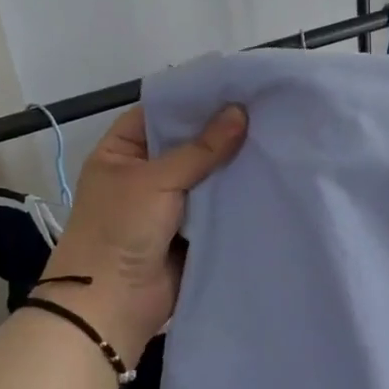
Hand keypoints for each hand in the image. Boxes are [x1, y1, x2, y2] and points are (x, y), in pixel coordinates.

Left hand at [38, 103, 246, 364]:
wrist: (112, 304)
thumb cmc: (120, 229)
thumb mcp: (156, 180)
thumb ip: (202, 148)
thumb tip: (241, 112)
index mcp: (122, 152)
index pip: (161, 113)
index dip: (195, 99)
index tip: (237, 85)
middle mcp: (146, 173)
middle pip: (189, 143)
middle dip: (223, 131)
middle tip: (267, 109)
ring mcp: (170, 203)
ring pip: (208, 175)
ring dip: (234, 164)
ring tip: (277, 136)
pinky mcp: (193, 230)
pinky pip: (219, 206)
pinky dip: (239, 196)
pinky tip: (271, 175)